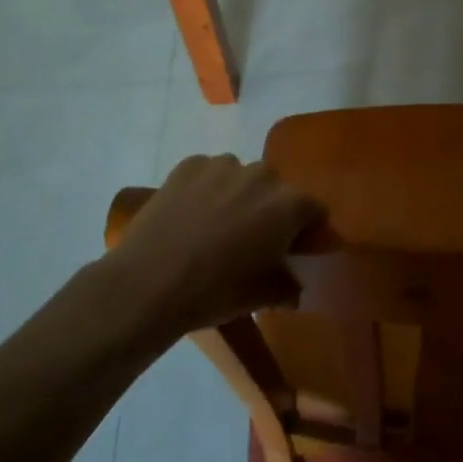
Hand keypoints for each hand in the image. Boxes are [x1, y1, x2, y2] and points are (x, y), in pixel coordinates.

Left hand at [111, 155, 323, 335]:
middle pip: (276, 189)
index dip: (306, 229)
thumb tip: (294, 287)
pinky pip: (208, 172)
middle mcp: (262, 175)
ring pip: (241, 176)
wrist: (148, 282)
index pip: (314, 209)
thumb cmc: (214, 292)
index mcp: (288, 205)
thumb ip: (286, 287)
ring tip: (214, 225)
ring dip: (237, 195)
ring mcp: (223, 165)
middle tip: (250, 239)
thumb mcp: (259, 297)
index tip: (292, 249)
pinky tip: (189, 215)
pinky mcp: (189, 164)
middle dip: (269, 209)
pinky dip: (205, 188)